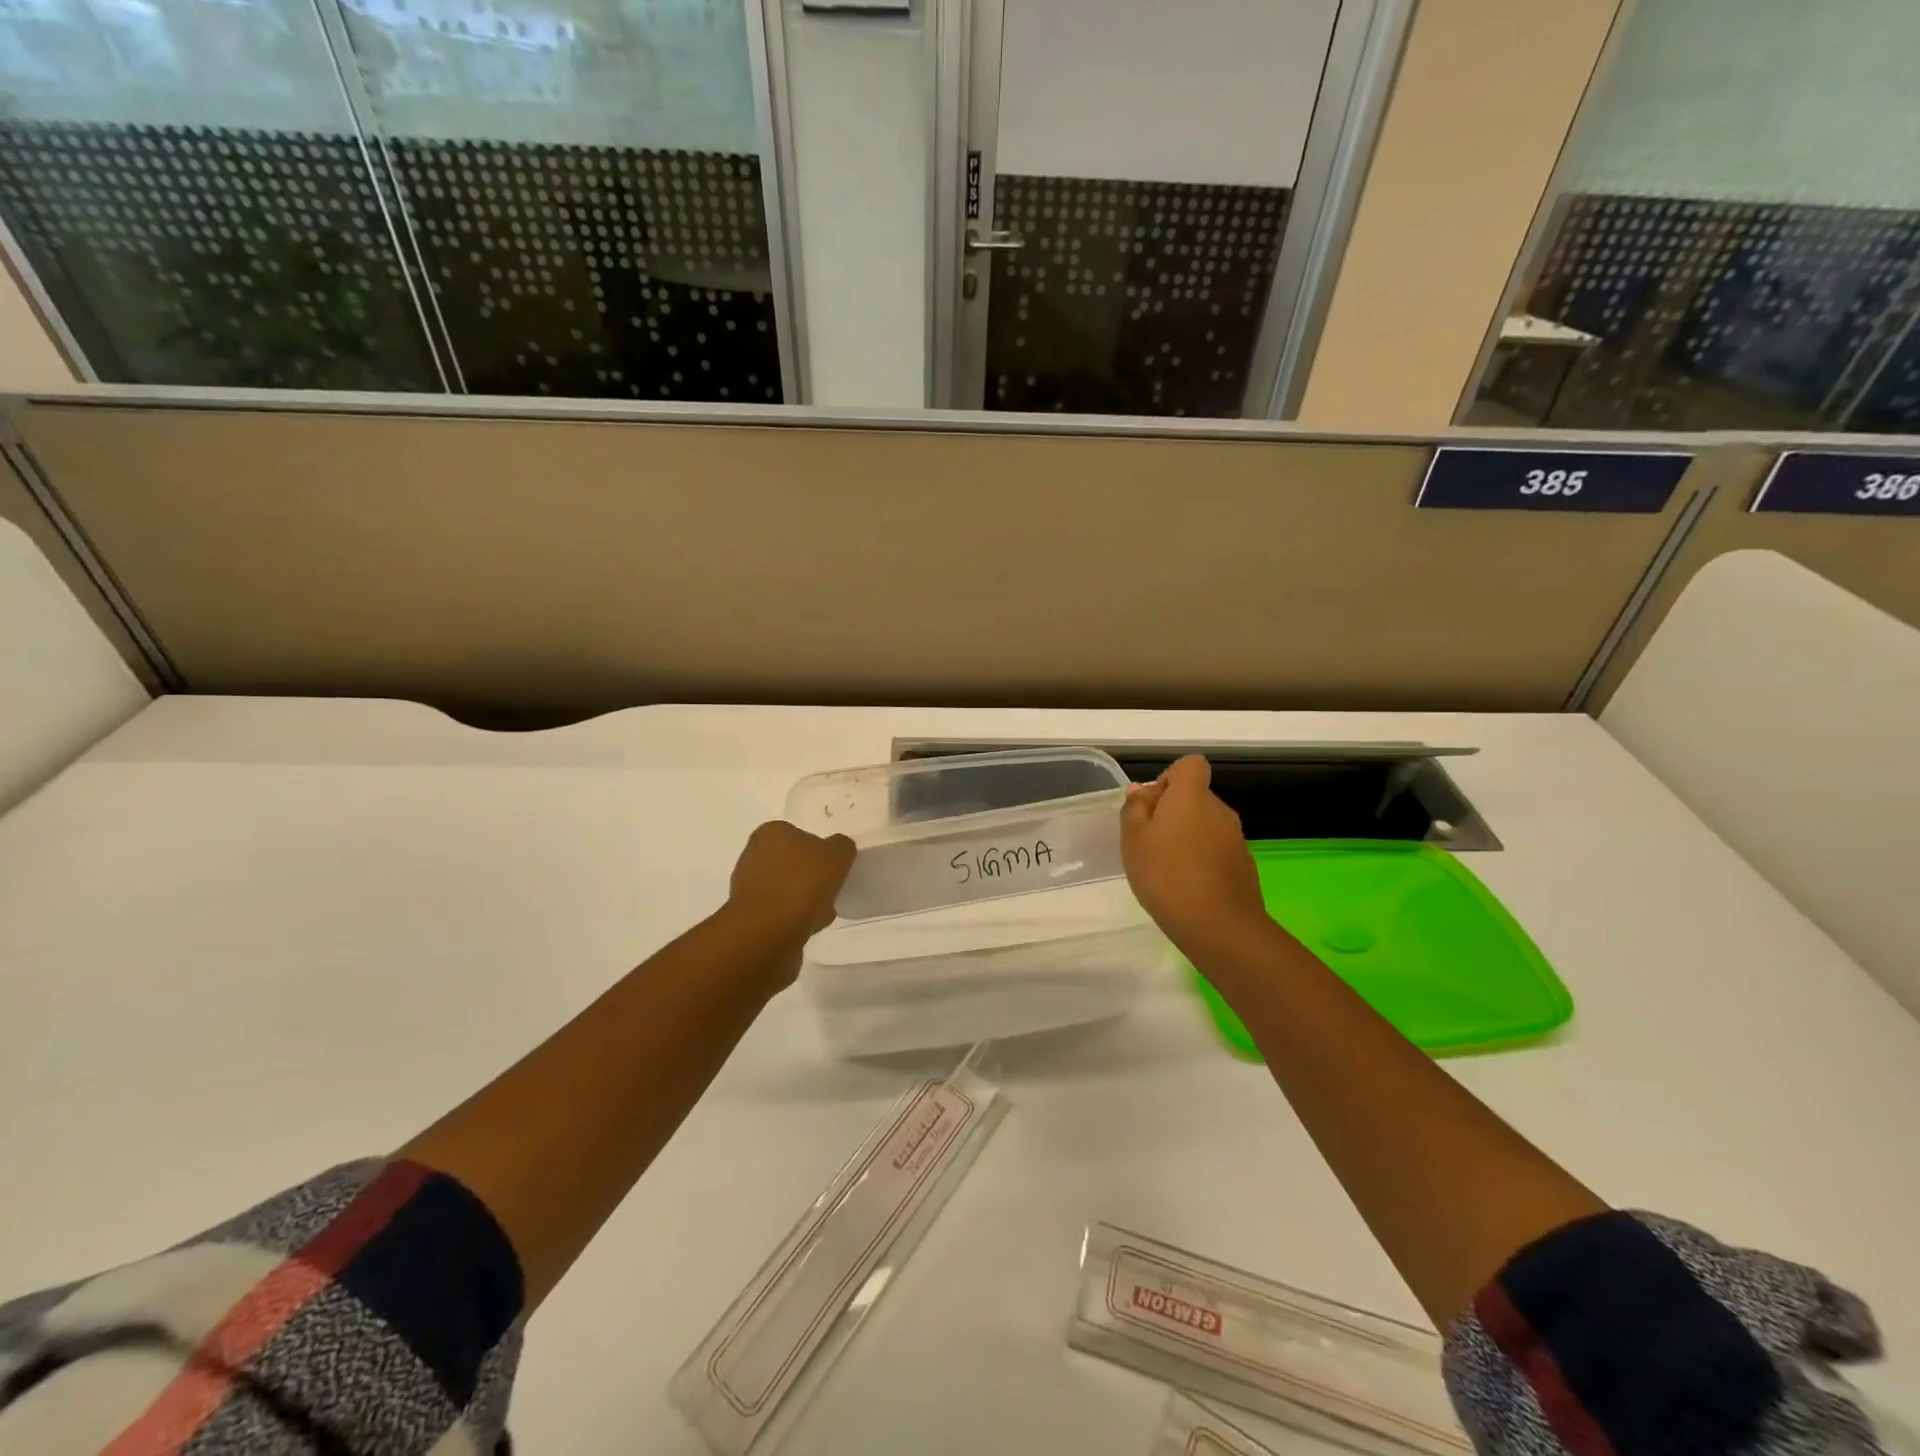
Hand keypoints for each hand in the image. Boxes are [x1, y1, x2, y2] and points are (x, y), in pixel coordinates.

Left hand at [727, 820, 855, 944]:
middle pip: (791, 862)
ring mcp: (747, 887)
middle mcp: (753, 854)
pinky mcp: (749, 916)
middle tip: (830, 887)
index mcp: (770, 832)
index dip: (818, 848)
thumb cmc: (802, 884)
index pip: (798, 833)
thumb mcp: (837, 855)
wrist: (768, 933)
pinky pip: (780, 911)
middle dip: (809, 874)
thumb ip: (842, 846)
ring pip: (786, 888)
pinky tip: (810, 925)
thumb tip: (838, 850)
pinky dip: (795, 917)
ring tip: (824, 910)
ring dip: (803, 898)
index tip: (833, 865)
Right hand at [1121, 755, 1267, 953]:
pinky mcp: (1244, 866)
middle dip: (1173, 813)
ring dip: (1187, 838)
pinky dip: (1202, 861)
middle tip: (1149, 843)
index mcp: (1192, 796)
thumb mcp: (1133, 840)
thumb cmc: (1166, 875)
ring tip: (1165, 870)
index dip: (1170, 778)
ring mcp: (1236, 839)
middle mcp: (1219, 810)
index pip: (1190, 765)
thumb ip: (1135, 809)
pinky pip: (1217, 851)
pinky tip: (1186, 887)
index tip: (1152, 806)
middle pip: (1196, 797)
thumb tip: (1141, 790)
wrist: (1219, 926)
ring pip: (1206, 826)